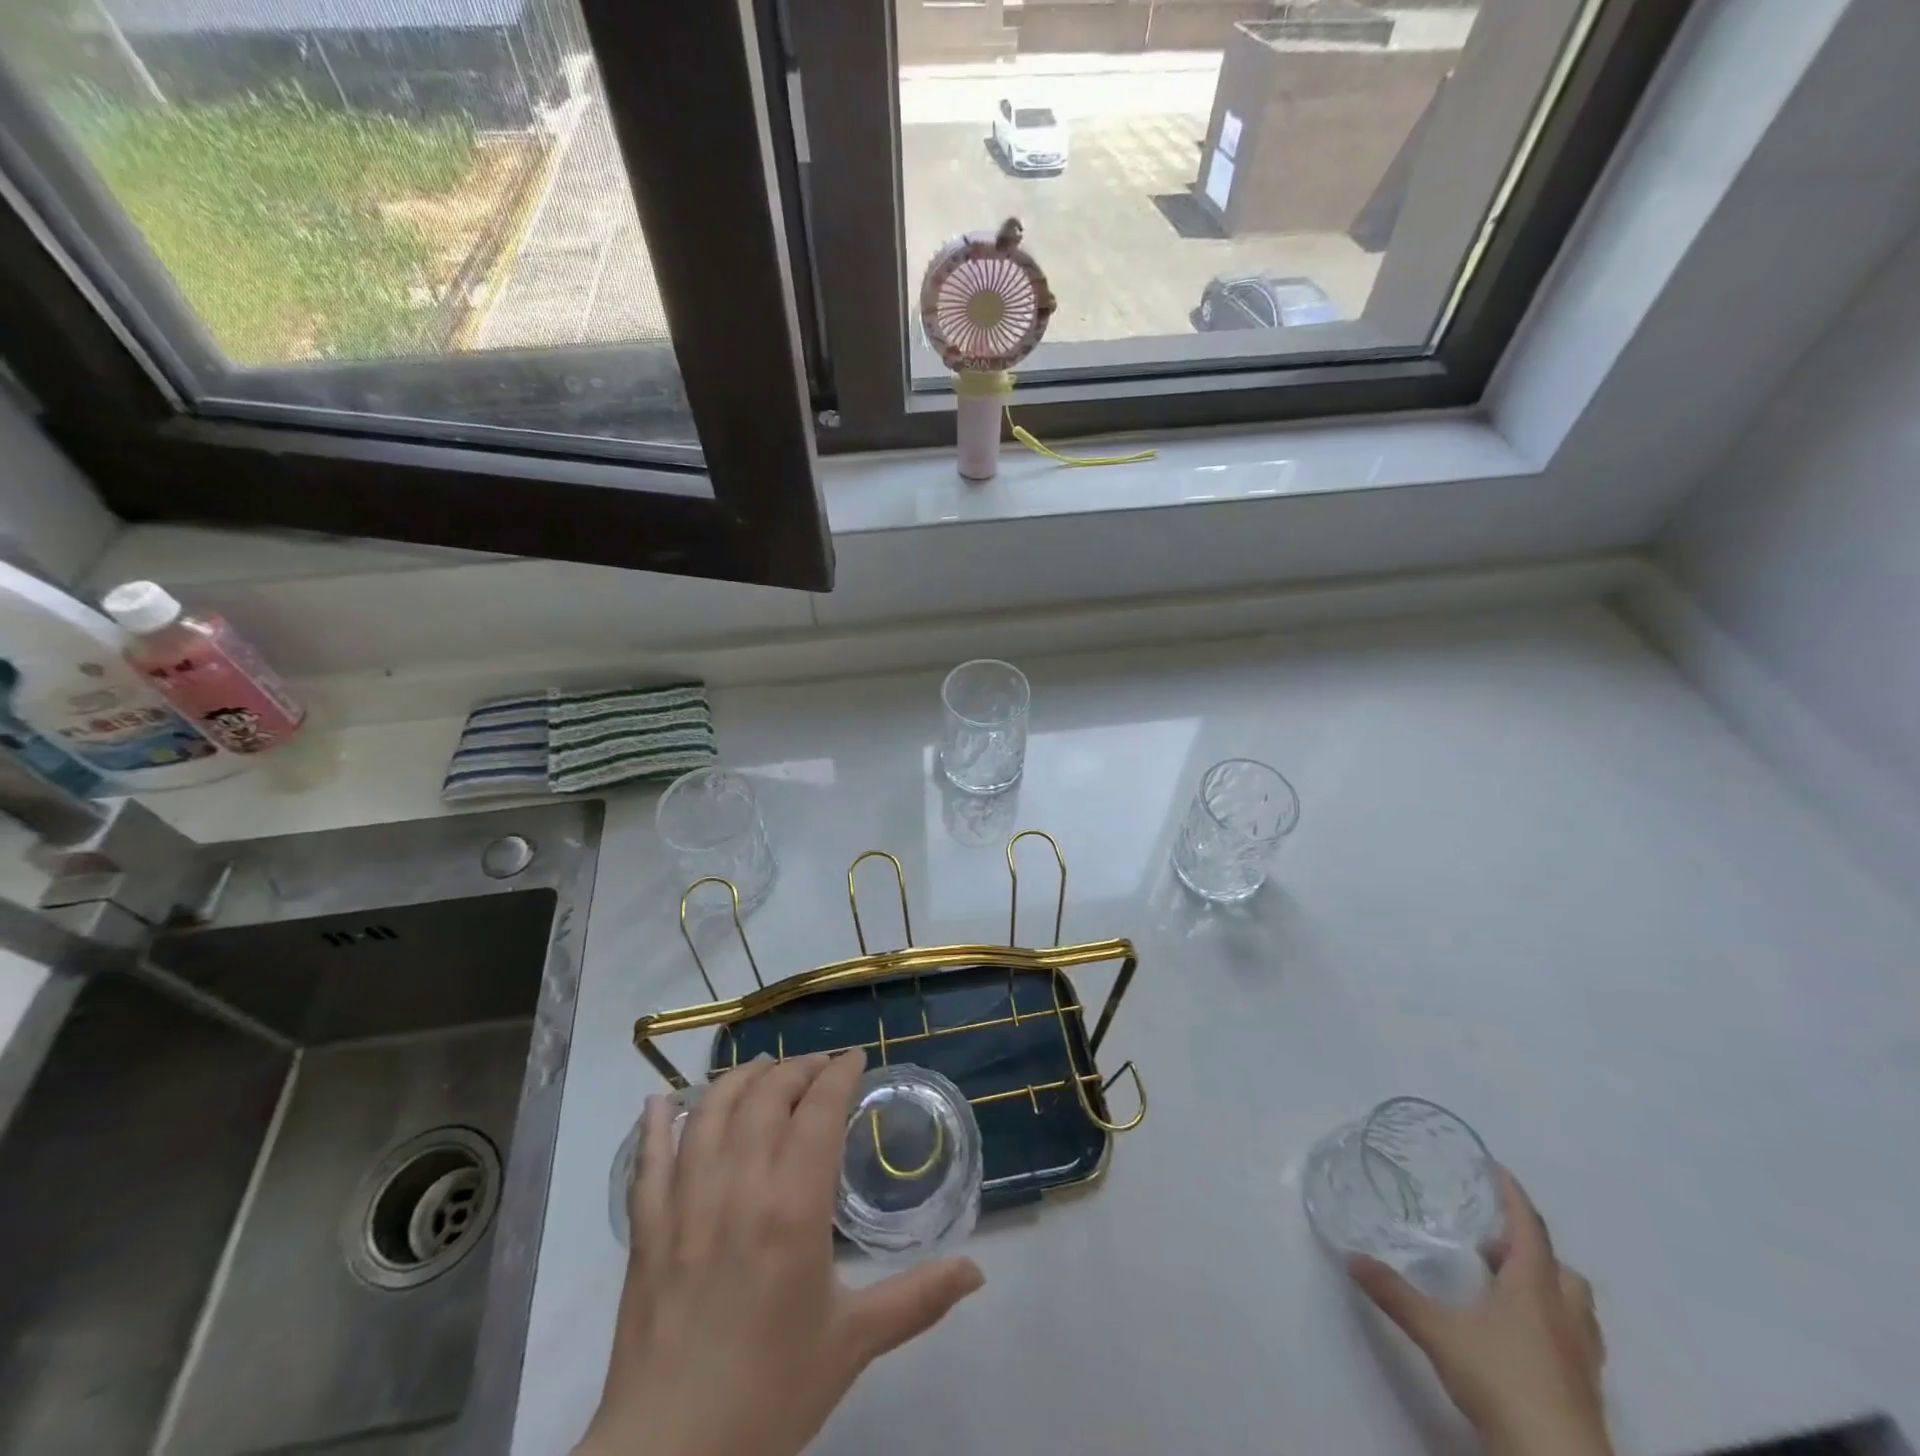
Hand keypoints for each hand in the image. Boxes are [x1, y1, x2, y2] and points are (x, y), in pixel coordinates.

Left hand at [578, 1050, 984, 1455]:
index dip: (839, 1073)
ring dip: (739, 1079)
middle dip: (797, 1069)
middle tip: (819, 1069)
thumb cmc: (770, 1394)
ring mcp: (685, 1199)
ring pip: (712, 1110)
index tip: (855, 1058)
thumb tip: (977, 1271)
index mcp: (793, 1203)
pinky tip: (662, 1100)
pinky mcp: (645, 1226)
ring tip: (761, 1070)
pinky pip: (649, 1156)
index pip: (820, 1108)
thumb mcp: (853, 1343)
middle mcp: (739, 1183)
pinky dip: (656, 1121)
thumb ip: (918, 1298)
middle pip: (767, 1095)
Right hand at [1348, 1169, 1609, 1455]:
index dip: (1513, 1196)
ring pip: (1573, 1303)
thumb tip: (1352, 1258)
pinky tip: (1522, 1337)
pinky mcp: (1586, 1388)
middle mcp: (1564, 1313)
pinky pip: (1575, 1337)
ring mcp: (1581, 1354)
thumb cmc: (1500, 1380)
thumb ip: (1394, 1293)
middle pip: (1559, 1266)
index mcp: (1533, 1287)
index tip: (1498, 1169)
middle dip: (1528, 1248)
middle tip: (1490, 1244)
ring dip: (1545, 1285)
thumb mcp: (1436, 1331)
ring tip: (1505, 1288)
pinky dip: (1552, 1322)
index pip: (1528, 1227)